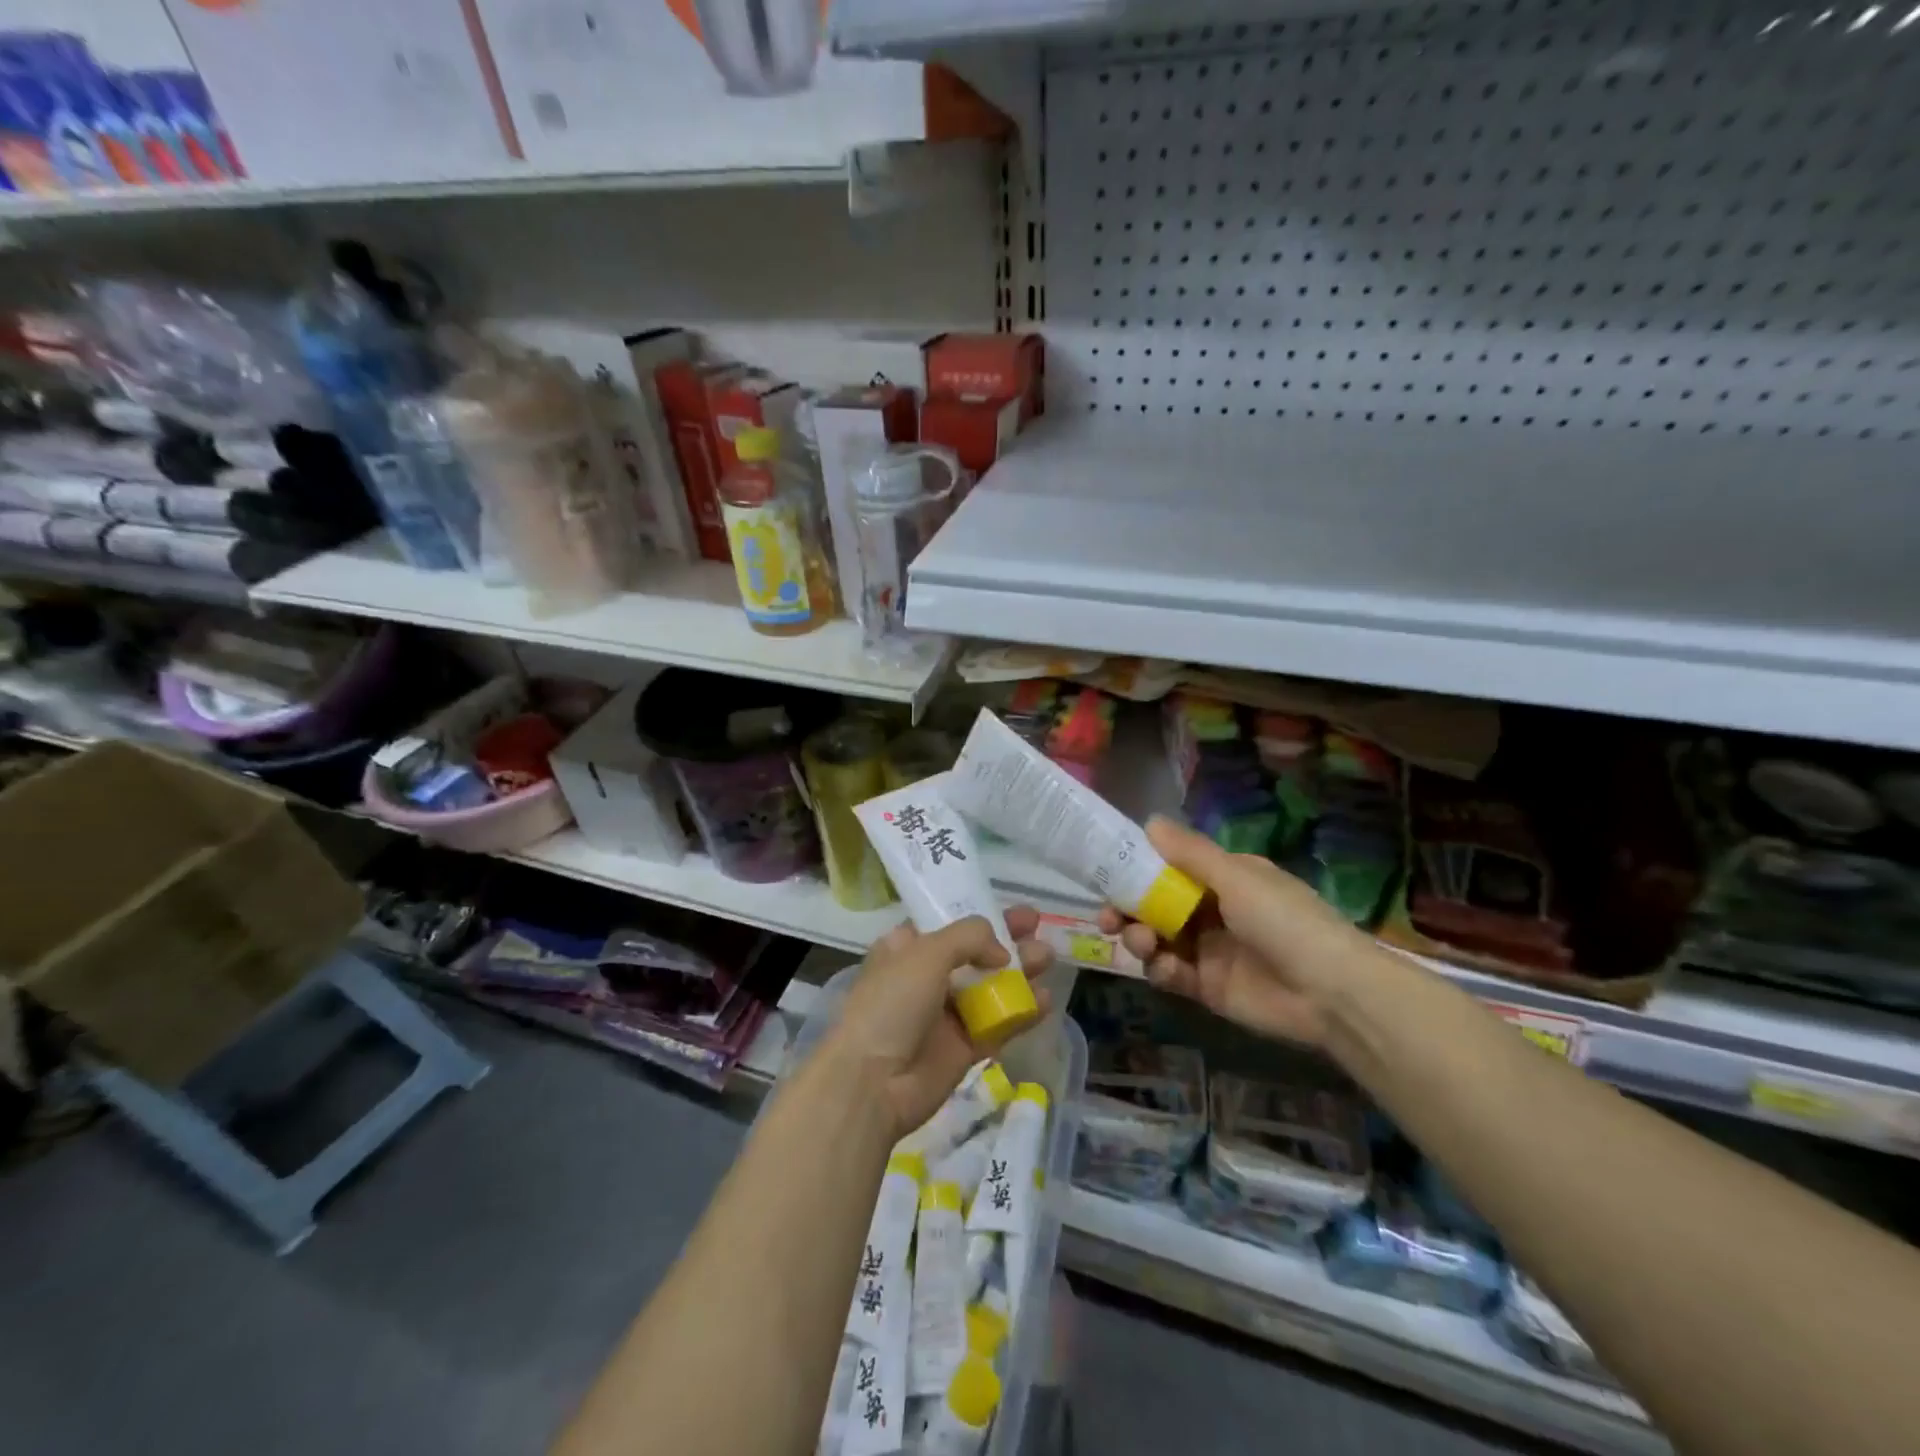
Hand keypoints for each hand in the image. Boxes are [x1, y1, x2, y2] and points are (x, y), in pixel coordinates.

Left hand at [824, 910, 1052, 1141]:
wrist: (873, 1082)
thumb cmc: (892, 1005)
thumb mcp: (926, 953)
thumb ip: (969, 938)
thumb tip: (1001, 952)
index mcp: (907, 949)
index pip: (948, 924)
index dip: (980, 915)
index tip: (1011, 910)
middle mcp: (927, 977)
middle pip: (976, 953)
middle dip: (1008, 940)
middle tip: (1038, 928)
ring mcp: (946, 1014)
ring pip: (991, 987)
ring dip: (1020, 972)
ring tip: (1048, 958)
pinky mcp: (964, 1047)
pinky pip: (998, 1024)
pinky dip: (1022, 1012)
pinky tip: (1045, 1000)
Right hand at [1099, 818, 1368, 1046]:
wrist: (1331, 993)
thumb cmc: (1285, 921)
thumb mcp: (1237, 878)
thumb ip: (1190, 852)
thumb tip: (1149, 820)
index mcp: (1223, 879)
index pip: (1170, 868)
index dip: (1137, 870)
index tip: (1107, 873)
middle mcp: (1211, 911)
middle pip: (1155, 906)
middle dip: (1128, 909)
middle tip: (1108, 917)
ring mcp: (1208, 950)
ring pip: (1157, 939)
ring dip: (1140, 937)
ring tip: (1142, 942)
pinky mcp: (1207, 987)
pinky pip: (1170, 973)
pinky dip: (1160, 969)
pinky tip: (1164, 968)